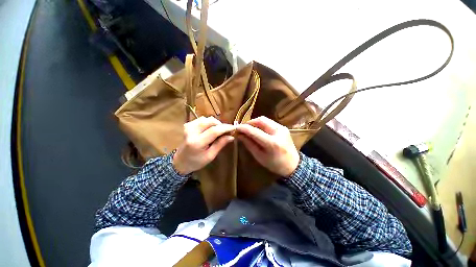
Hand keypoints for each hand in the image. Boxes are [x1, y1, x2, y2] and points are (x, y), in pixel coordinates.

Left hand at [173, 117, 235, 174]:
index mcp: (197, 143)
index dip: (225, 128)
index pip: (214, 131)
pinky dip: (208, 123)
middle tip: (226, 131)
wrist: (181, 161)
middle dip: (220, 124)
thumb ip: (220, 144)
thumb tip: (231, 136)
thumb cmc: (196, 161)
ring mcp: (188, 127)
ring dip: (215, 123)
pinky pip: (201, 119)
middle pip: (210, 121)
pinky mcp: (188, 125)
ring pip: (206, 119)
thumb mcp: (210, 156)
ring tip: (218, 131)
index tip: (234, 128)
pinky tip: (210, 129)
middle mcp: (191, 132)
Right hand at [236, 116, 299, 176]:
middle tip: (243, 128)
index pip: (254, 131)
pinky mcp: (283, 127)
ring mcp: (282, 128)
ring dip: (255, 122)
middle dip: (249, 122)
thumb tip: (239, 135)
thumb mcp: (259, 156)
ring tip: (249, 129)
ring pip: (265, 119)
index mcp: (272, 143)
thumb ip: (249, 144)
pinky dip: (261, 124)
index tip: (236, 128)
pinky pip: (269, 122)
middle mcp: (278, 132)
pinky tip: (258, 130)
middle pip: (260, 120)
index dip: (244, 128)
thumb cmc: (275, 164)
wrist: (293, 165)